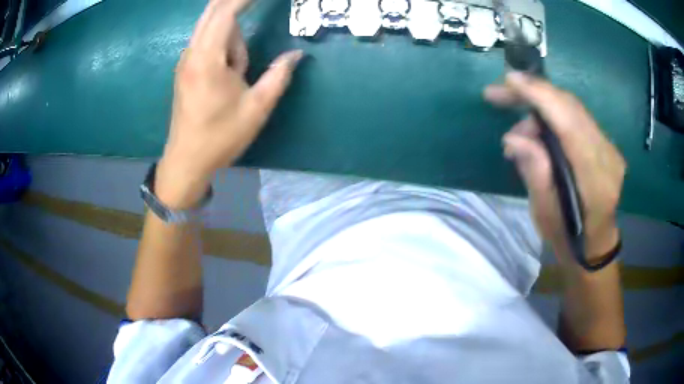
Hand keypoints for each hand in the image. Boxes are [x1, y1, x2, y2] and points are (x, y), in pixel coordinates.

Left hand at [156, 0, 302, 207]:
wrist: (186, 162)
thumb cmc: (220, 137)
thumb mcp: (257, 108)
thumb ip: (279, 75)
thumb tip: (297, 54)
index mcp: (207, 60)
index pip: (225, 13)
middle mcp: (192, 53)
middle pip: (212, 12)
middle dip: (235, 3)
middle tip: (255, 4)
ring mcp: (187, 60)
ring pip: (212, 28)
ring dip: (233, 36)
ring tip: (241, 72)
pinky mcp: (186, 68)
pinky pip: (208, 42)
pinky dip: (225, 44)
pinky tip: (232, 70)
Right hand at [484, 72, 625, 263]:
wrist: (595, 244)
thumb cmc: (568, 237)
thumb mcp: (545, 213)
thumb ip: (534, 172)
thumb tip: (514, 137)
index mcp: (595, 179)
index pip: (569, 124)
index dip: (541, 97)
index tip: (511, 80)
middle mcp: (608, 156)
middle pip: (571, 108)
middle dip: (535, 94)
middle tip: (500, 94)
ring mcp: (610, 148)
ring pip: (573, 109)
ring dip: (542, 109)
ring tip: (520, 133)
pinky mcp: (606, 144)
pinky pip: (577, 117)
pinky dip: (554, 115)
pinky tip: (539, 131)